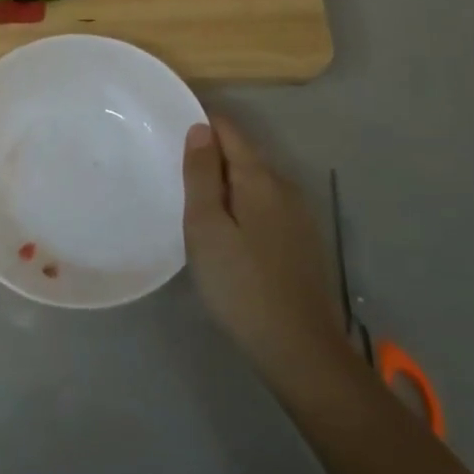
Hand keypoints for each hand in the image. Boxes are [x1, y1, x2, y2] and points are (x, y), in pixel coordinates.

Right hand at [184, 114, 350, 397]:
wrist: (299, 349)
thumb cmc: (241, 285)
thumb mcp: (206, 227)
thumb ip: (201, 175)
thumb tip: (200, 128)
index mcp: (260, 178)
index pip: (228, 130)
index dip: (201, 123)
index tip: (170, 129)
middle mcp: (285, 186)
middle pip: (243, 155)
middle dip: (211, 155)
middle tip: (173, 170)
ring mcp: (299, 215)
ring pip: (255, 183)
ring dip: (226, 183)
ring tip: (194, 200)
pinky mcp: (303, 242)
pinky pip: (266, 206)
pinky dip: (243, 206)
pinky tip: (228, 231)